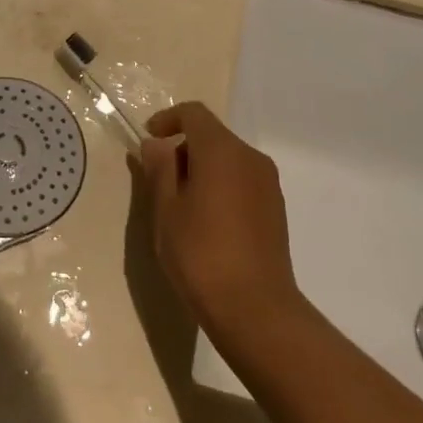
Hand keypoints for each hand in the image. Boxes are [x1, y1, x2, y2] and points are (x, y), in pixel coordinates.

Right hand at [139, 103, 299, 346]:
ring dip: (200, 169)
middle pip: (212, 135)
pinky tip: (205, 222)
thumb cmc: (200, 254)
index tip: (147, 142)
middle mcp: (250, 158)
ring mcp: (268, 184)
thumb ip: (160, 169)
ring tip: (178, 206)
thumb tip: (155, 144)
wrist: (255, 309)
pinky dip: (219, 186)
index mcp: (222, 151)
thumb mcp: (166, 209)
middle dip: (181, 149)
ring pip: (227, 160)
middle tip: (157, 182)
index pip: (194, 113)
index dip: (167, 120)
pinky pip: (241, 181)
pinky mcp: (275, 209)